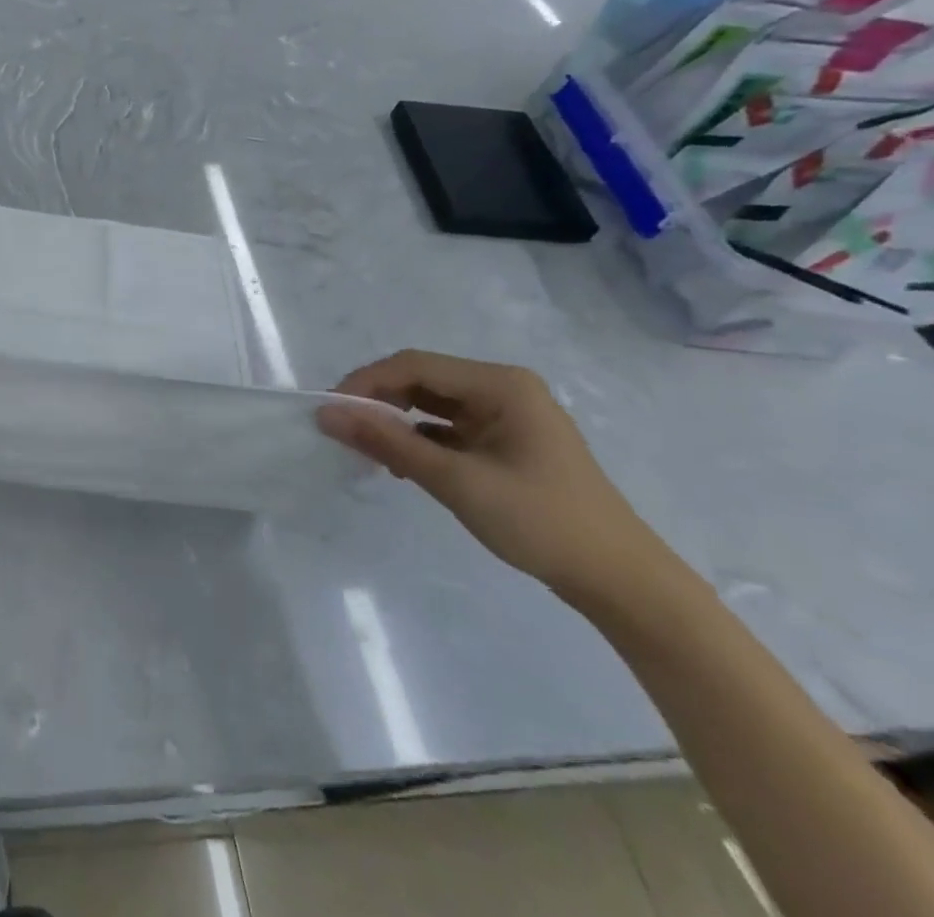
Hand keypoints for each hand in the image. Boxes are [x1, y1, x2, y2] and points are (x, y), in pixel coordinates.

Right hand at [317, 350, 663, 607]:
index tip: (330, 411)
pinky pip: (448, 428)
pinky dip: (420, 441)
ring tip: (367, 451)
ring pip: (432, 404)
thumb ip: (388, 444)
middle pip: (422, 380)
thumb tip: (326, 415)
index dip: (365, 382)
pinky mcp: (506, 443)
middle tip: (343, 431)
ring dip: (397, 422)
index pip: (413, 365)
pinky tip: (402, 466)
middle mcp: (503, 389)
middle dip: (379, 402)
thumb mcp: (457, 482)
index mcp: (500, 384)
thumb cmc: (542, 522)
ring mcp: (507, 416)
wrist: (622, 584)